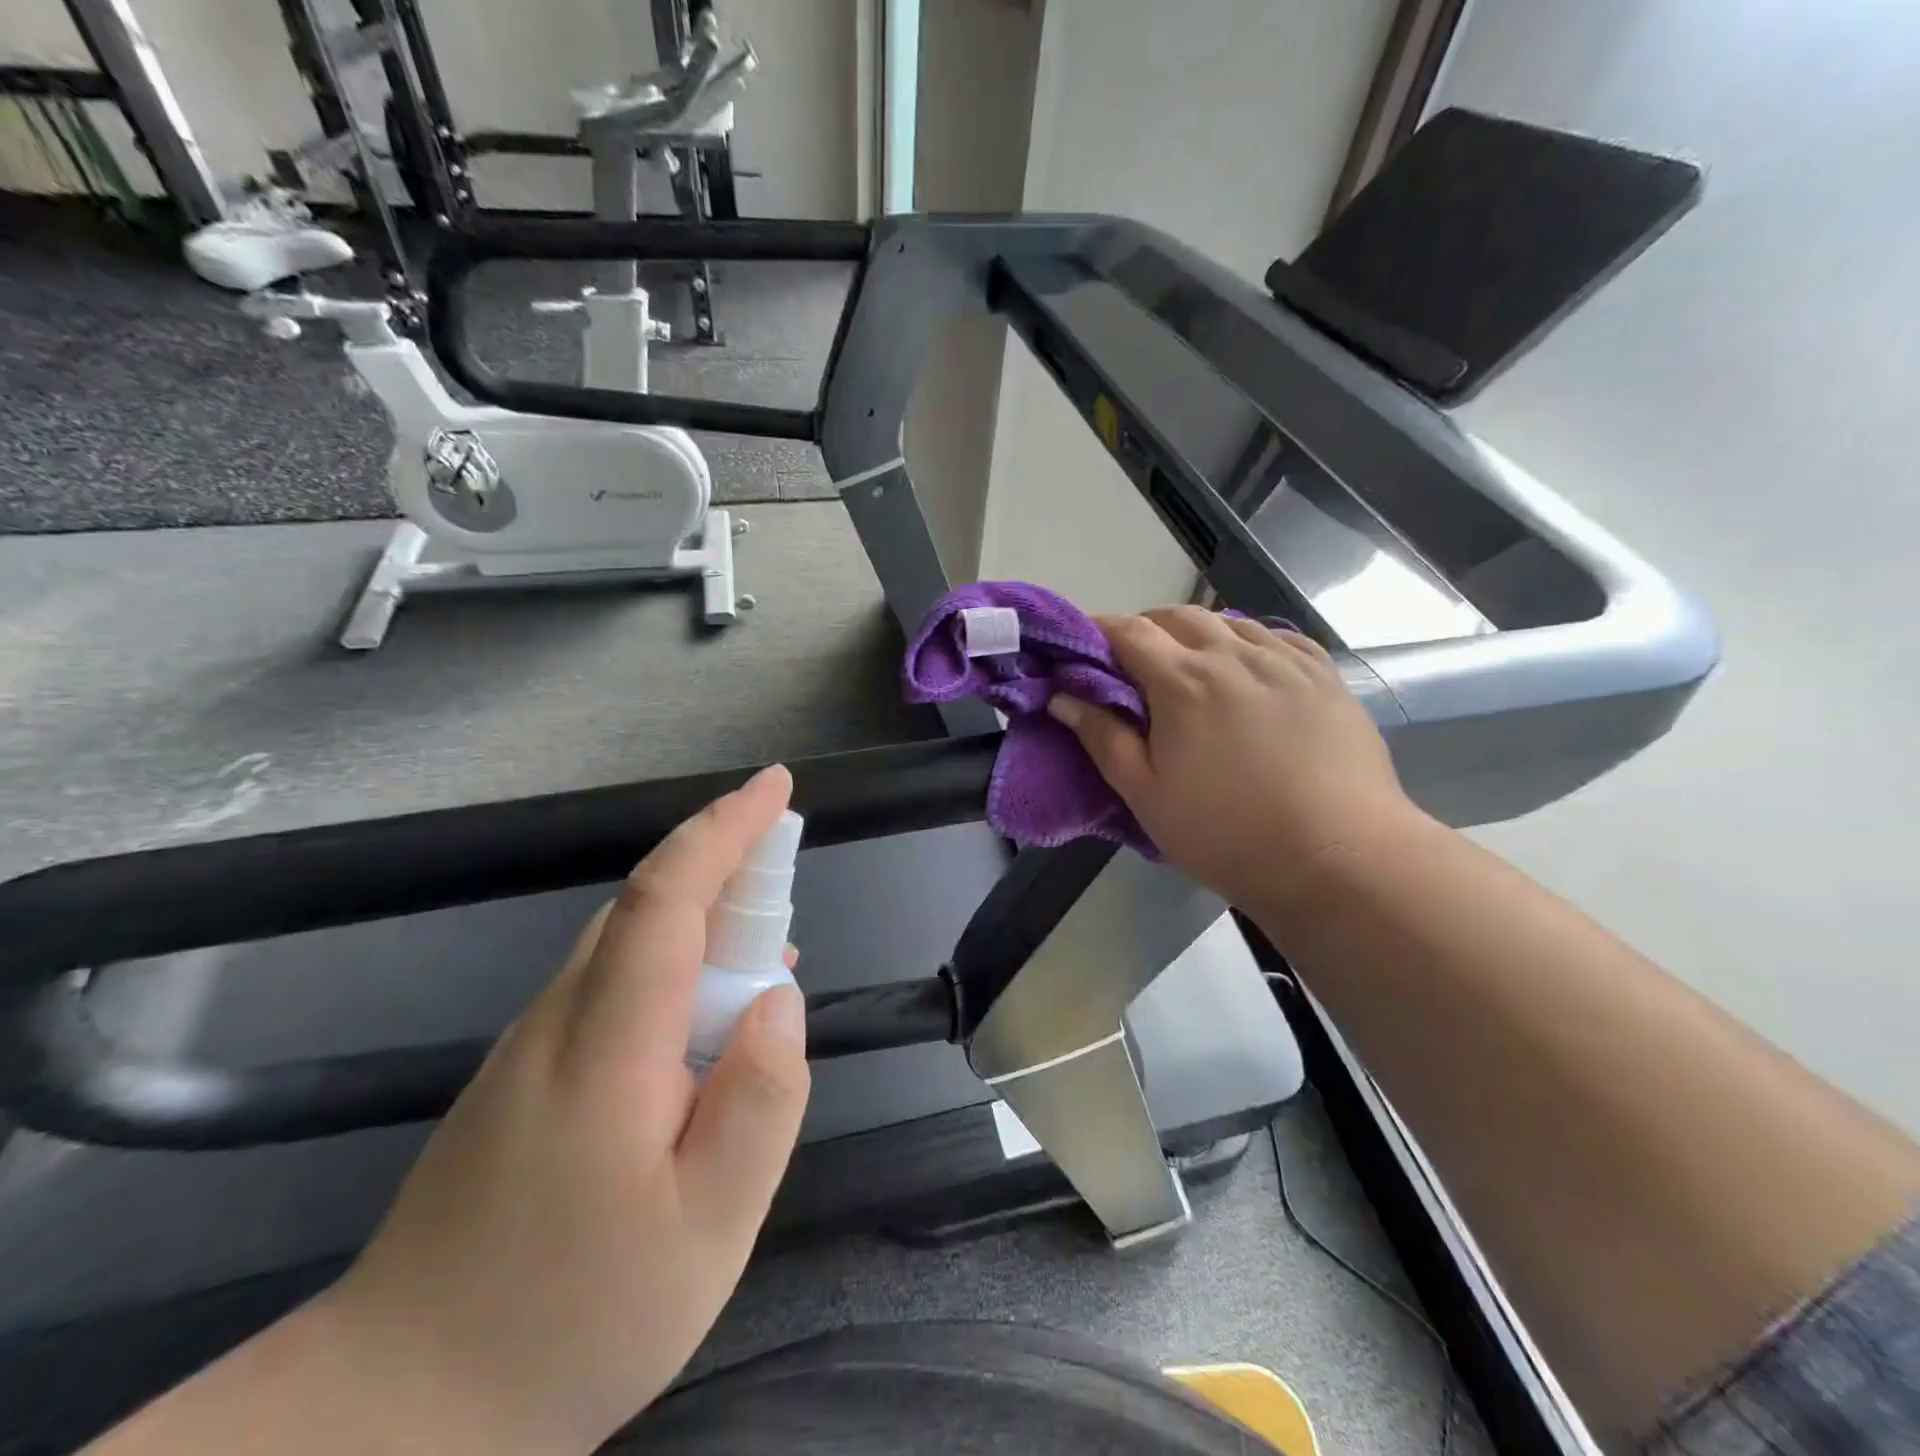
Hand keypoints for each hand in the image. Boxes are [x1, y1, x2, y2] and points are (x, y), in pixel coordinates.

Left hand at [316, 766, 809, 1454]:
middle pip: (648, 906)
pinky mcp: (524, 1072)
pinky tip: (707, 1021)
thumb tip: (782, 999)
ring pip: (629, 941)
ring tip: (767, 954)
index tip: (776, 786)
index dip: (725, 829)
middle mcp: (561, 1019)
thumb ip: (761, 1102)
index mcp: (608, 1046)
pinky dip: (674, 964)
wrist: (394, 1410)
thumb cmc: (574, 1319)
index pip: (668, 898)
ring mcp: (533, 1044)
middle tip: (790, 871)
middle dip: (726, 862)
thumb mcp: (709, 1229)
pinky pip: (613, 981)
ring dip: (705, 917)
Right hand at [1047, 608, 1417, 911]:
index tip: (1081, 648)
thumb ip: (1102, 738)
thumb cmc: (1227, 833)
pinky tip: (1248, 669)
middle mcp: (1233, 654)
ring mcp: (1286, 660)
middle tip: (1132, 665)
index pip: (1128, 631)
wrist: (1339, 858)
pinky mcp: (1325, 675)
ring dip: (1197, 634)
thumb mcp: (1146, 795)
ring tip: (1190, 668)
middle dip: (1145, 629)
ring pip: (1229, 621)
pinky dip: (1248, 642)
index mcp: (1183, 681)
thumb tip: (1062, 696)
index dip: (1098, 631)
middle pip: (1177, 616)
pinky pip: (1277, 637)